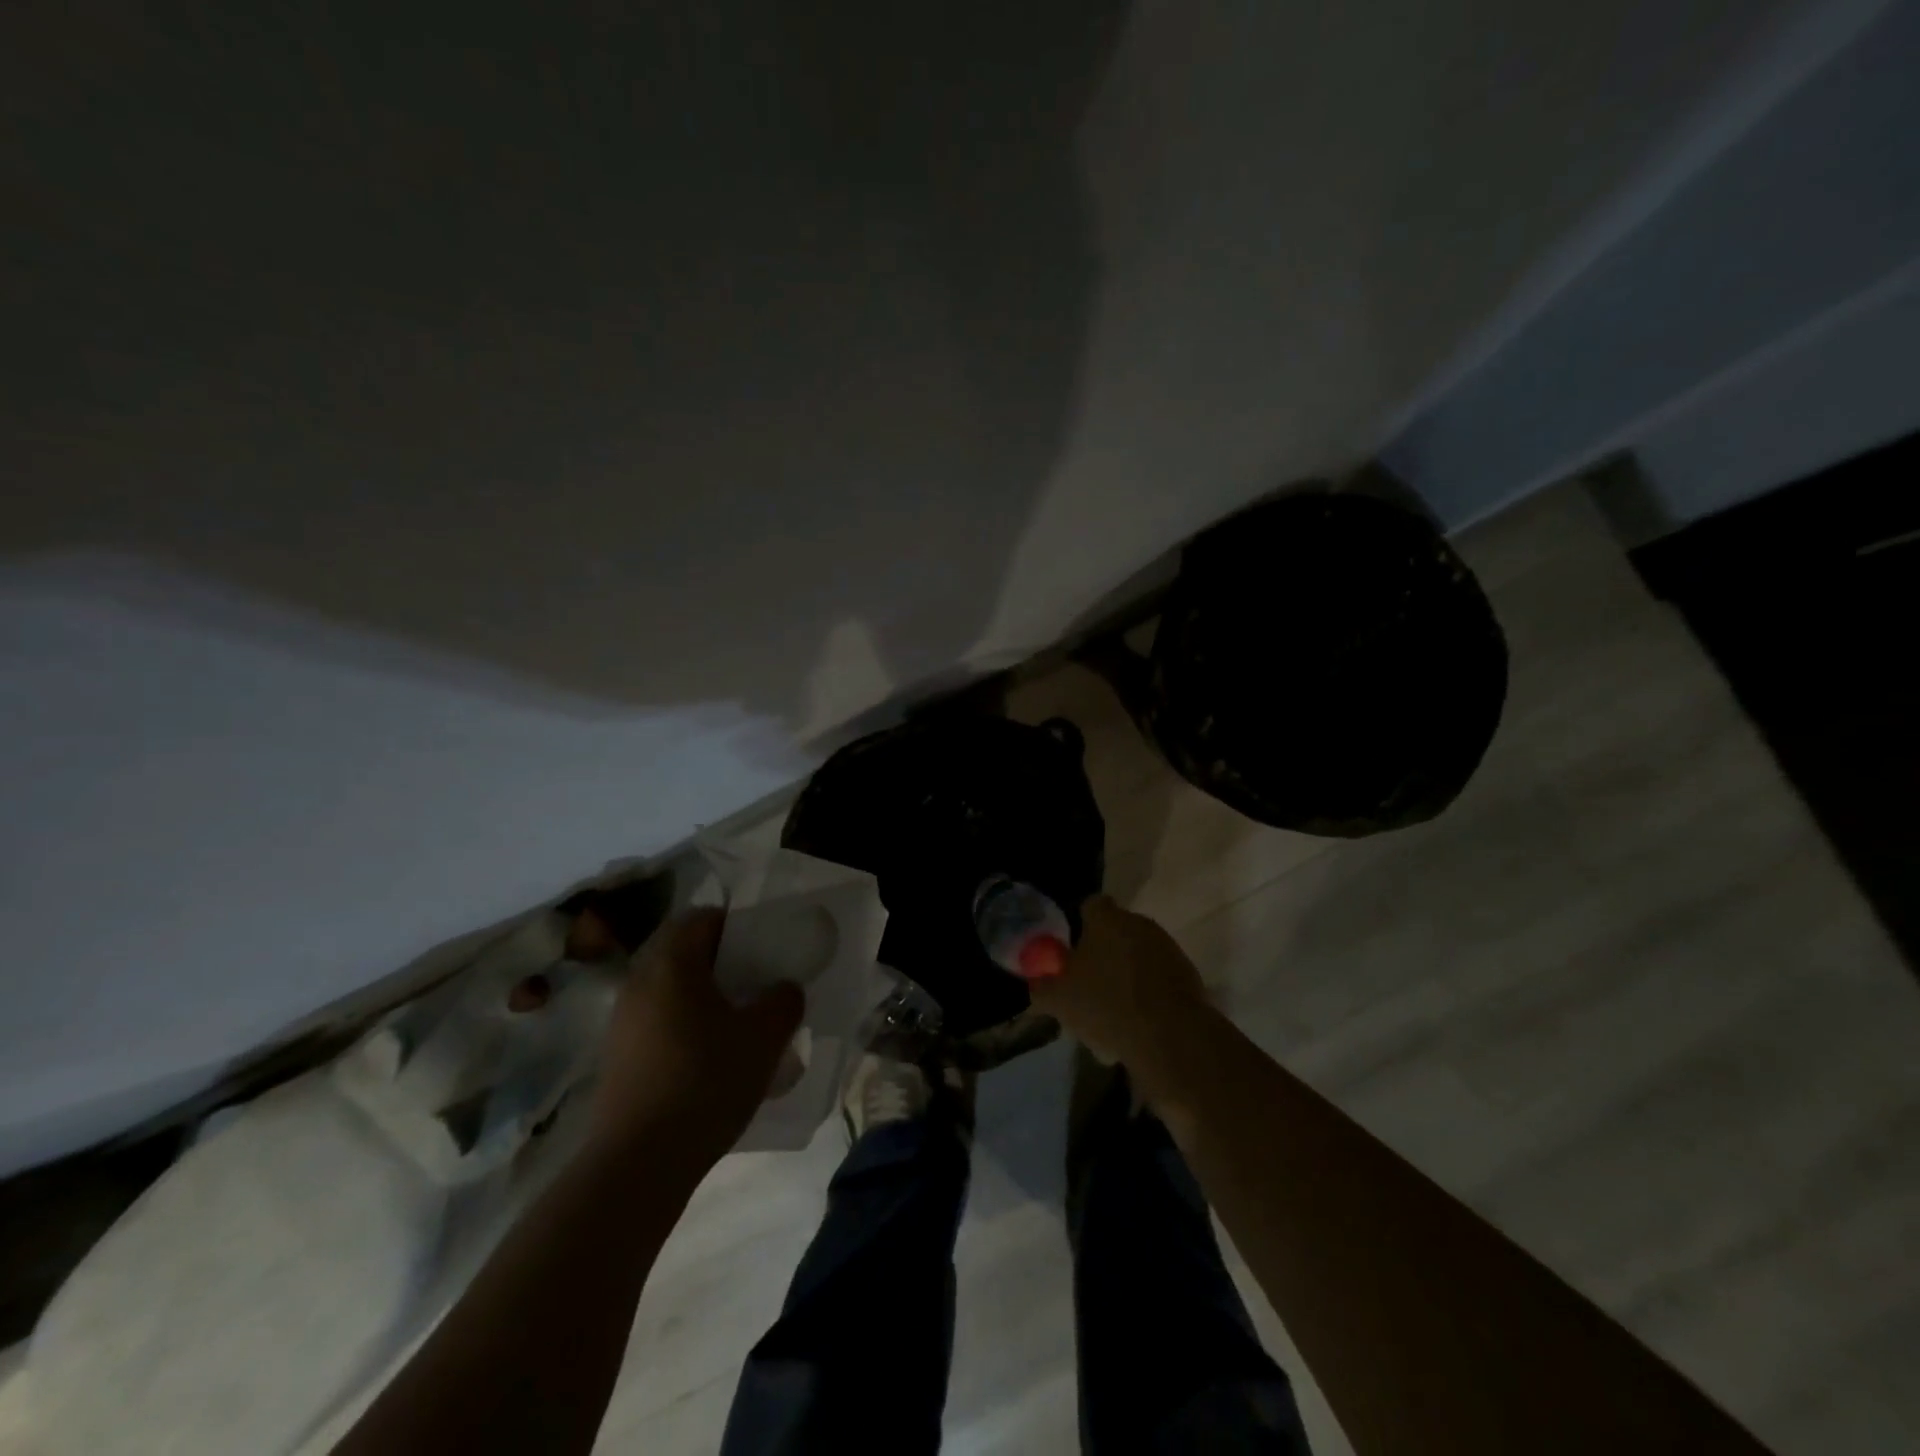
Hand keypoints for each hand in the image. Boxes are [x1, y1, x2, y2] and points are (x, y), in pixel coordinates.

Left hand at [589, 908, 804, 1169]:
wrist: (639, 1162)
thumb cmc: (706, 1081)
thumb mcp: (764, 1037)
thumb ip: (783, 1001)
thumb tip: (783, 989)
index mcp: (672, 963)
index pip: (702, 918)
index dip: (735, 926)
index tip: (763, 949)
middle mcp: (639, 982)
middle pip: (683, 952)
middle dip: (721, 963)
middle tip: (755, 985)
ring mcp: (622, 1022)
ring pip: (669, 990)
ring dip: (702, 997)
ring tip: (736, 1024)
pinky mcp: (617, 1058)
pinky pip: (656, 1022)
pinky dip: (683, 1026)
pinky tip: (708, 1059)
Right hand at [1027, 896, 1213, 1100]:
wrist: (1171, 1037)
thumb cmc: (1106, 1005)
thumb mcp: (1058, 999)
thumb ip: (1042, 985)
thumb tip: (1038, 981)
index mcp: (1107, 919)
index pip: (1091, 905)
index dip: (1078, 924)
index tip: (1071, 951)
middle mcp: (1140, 923)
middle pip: (1116, 931)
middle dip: (1102, 953)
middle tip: (1087, 984)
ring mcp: (1168, 948)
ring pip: (1138, 956)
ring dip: (1126, 974)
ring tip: (1112, 1012)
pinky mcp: (1188, 975)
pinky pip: (1158, 978)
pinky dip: (1148, 994)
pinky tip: (1137, 1023)